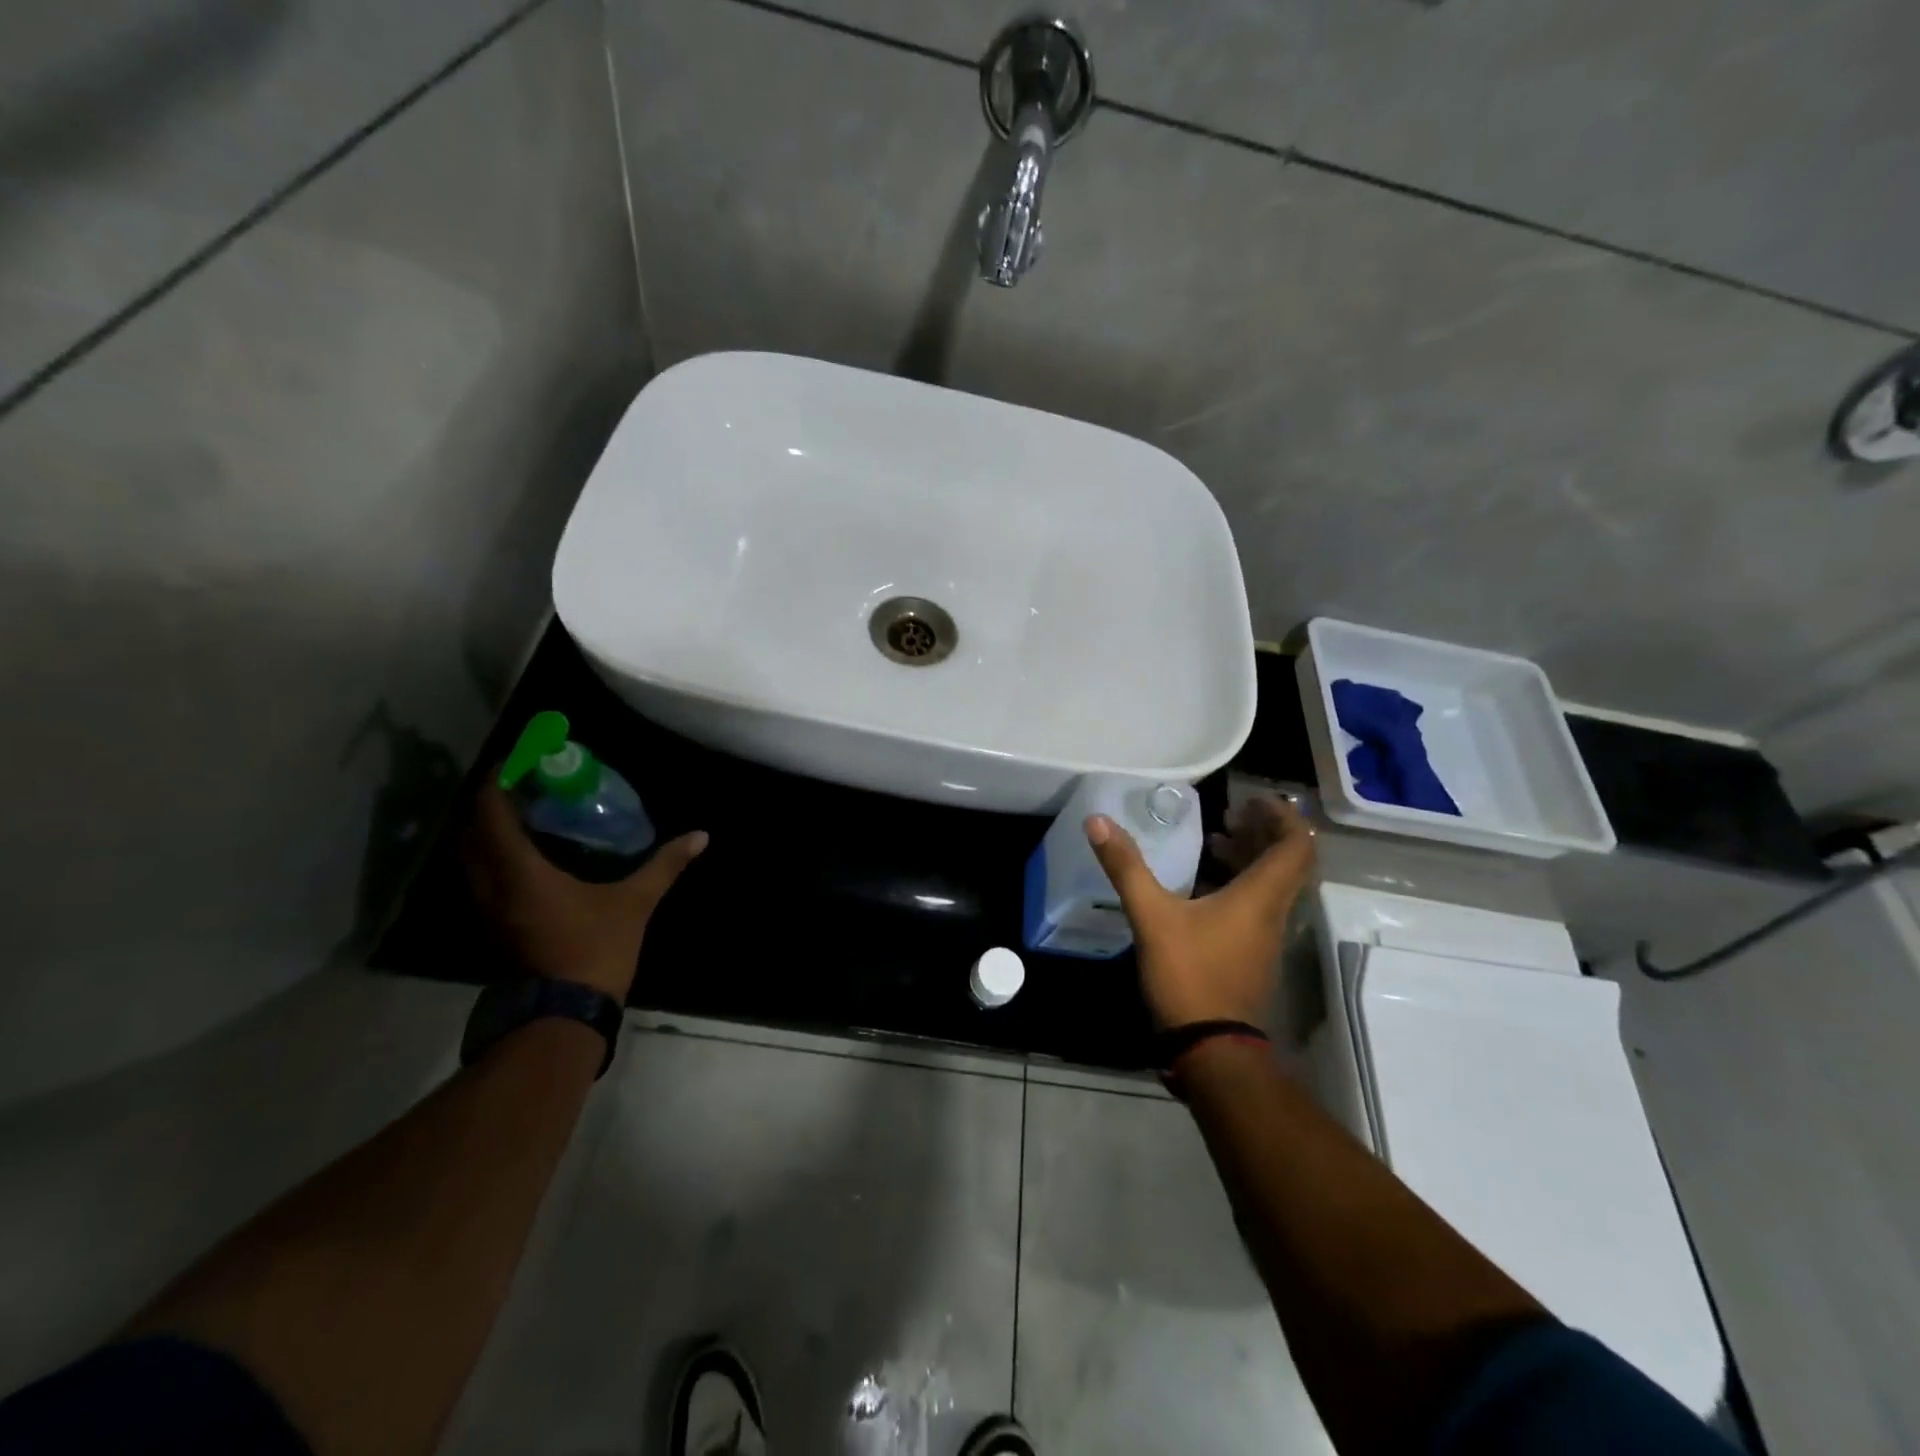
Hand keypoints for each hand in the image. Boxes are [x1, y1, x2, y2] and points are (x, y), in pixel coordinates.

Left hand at [463, 784, 706, 1000]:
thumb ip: (664, 866)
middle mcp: (493, 886)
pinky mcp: (494, 925)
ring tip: (525, 813)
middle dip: (492, 803)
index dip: (499, 782)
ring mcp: (488, 909)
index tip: (518, 761)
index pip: (492, 814)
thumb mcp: (635, 903)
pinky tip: (528, 853)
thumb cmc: (596, 949)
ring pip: (473, 857)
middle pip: (473, 832)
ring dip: (490, 830)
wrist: (566, 1012)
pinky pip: (483, 876)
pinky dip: (495, 855)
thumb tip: (701, 836)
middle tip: (524, 784)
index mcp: (520, 872)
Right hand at [1086, 796, 1313, 1030]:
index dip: (1282, 817)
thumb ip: (1126, 867)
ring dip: (1250, 859)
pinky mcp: (1252, 956)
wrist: (1211, 1049)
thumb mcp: (1152, 917)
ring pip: (1271, 885)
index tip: (1250, 800)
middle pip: (1287, 863)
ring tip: (1215, 842)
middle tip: (1229, 815)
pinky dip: (1239, 884)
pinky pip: (1257, 906)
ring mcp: (1265, 938)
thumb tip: (1098, 821)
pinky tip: (1203, 887)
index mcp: (1261, 897)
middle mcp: (1273, 913)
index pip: (1296, 846)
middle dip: (1262, 832)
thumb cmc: (1189, 976)